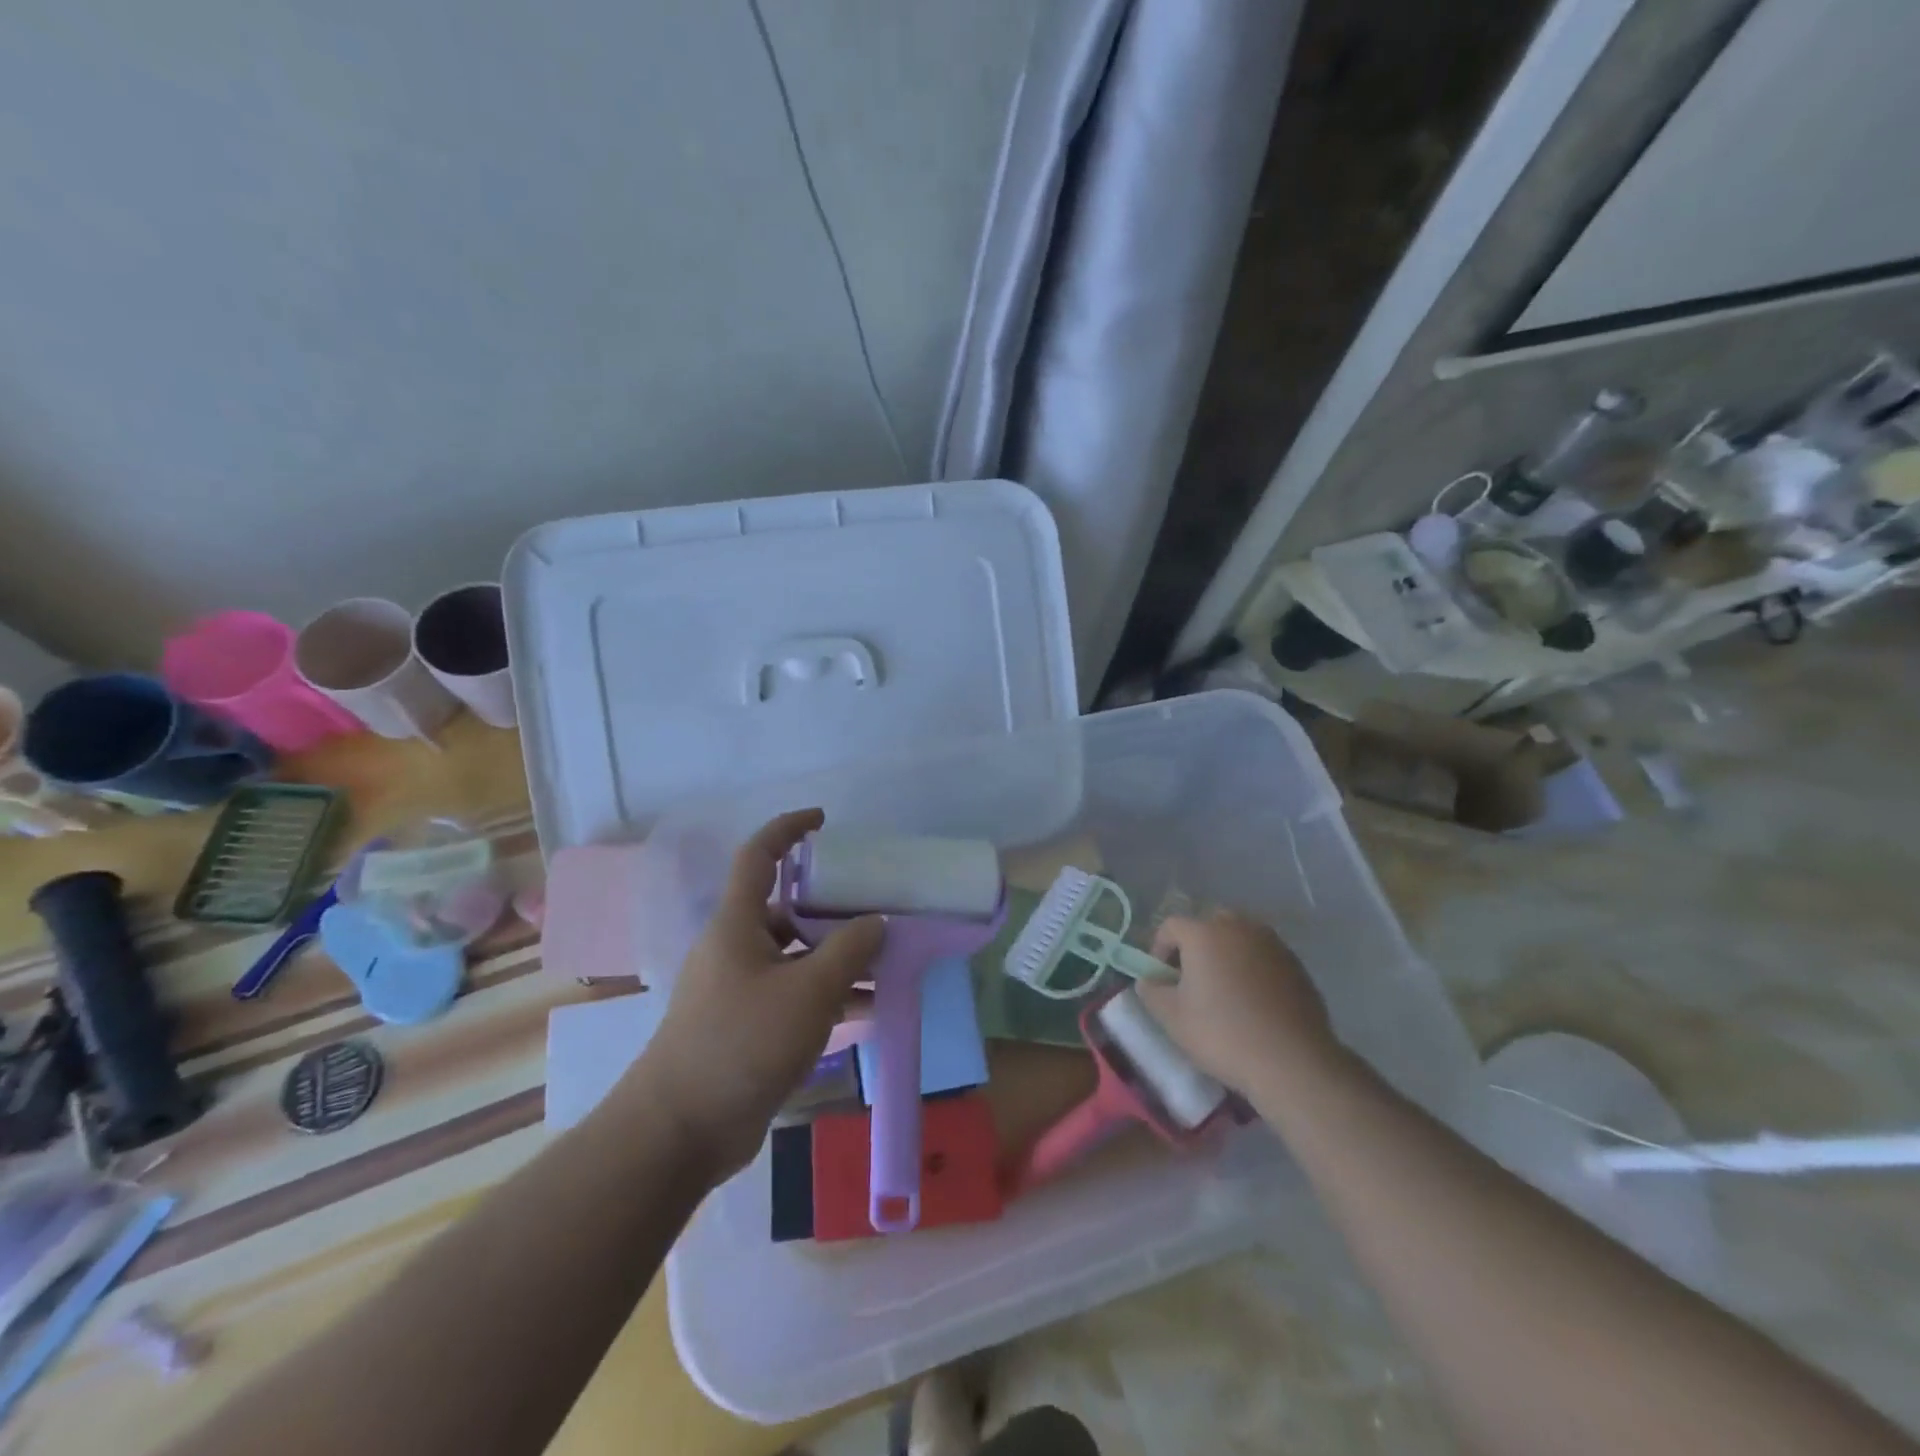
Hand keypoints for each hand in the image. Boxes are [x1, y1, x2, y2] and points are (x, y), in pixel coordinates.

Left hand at [631, 809, 882, 1178]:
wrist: (681, 1130)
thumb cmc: (742, 1042)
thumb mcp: (808, 991)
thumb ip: (849, 950)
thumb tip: (876, 922)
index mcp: (737, 923)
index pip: (759, 855)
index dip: (788, 829)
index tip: (823, 820)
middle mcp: (736, 947)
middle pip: (787, 908)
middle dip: (832, 905)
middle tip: (877, 906)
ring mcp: (741, 988)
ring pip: (797, 956)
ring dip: (838, 956)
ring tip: (887, 960)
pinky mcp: (748, 1026)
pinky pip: (796, 994)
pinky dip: (830, 994)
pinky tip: (871, 1008)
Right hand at [1135, 910, 1336, 1096]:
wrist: (1293, 1062)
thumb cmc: (1223, 1034)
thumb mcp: (1172, 1018)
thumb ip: (1151, 991)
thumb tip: (1150, 980)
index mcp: (1204, 933)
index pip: (1171, 927)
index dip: (1159, 949)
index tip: (1162, 980)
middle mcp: (1239, 927)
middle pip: (1208, 925)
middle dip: (1195, 947)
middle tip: (1193, 980)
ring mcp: (1272, 943)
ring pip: (1239, 938)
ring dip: (1226, 955)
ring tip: (1225, 991)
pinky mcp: (1297, 964)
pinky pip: (1263, 956)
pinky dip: (1253, 969)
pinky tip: (1254, 1002)